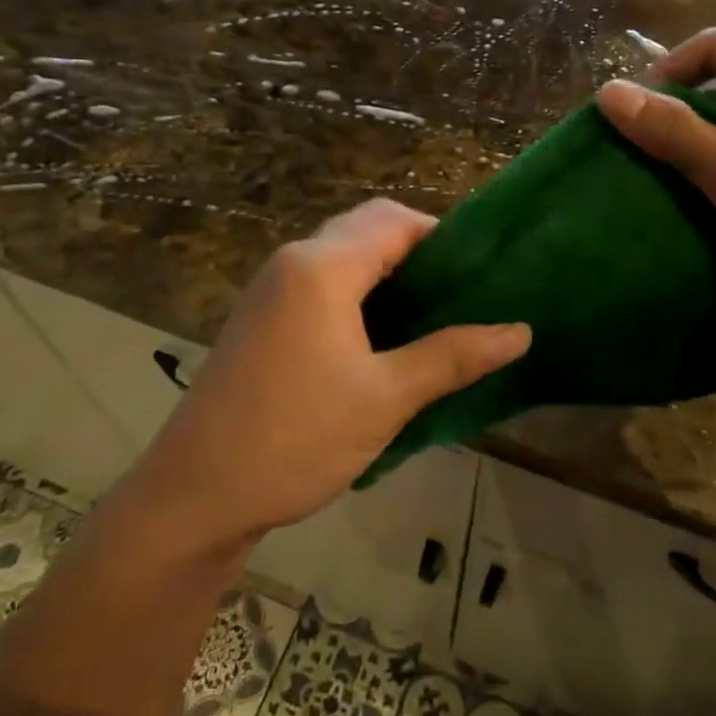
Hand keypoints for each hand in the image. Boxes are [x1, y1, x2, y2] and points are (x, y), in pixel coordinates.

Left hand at [130, 200, 530, 544]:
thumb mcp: (385, 398)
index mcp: (322, 267)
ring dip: (390, 277)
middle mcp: (293, 263)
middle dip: (419, 255)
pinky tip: (386, 341)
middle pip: (368, 231)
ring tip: (436, 319)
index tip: (483, 274)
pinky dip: (360, 298)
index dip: (444, 237)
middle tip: (464, 298)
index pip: (395, 220)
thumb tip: (520, 332)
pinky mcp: (263, 321)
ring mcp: (272, 292)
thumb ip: (453, 357)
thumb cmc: (296, 438)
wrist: (195, 495)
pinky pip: (322, 287)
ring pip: (344, 260)